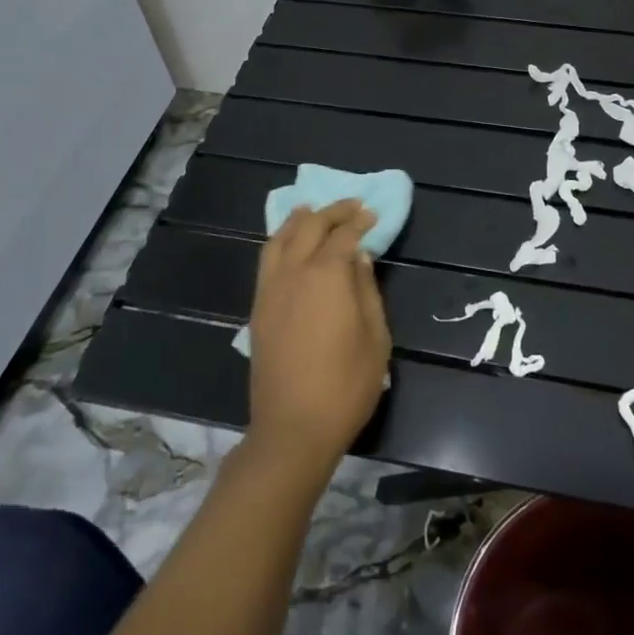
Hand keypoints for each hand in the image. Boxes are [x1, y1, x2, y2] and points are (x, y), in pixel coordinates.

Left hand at [246, 200, 391, 476]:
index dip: (360, 221)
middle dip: (332, 212)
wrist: (293, 427)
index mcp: (327, 276)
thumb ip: (367, 290)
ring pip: (281, 238)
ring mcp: (271, 289)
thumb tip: (359, 257)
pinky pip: (267, 259)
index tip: (372, 214)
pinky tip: (290, 243)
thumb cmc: (346, 385)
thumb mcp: (375, 337)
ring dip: (300, 219)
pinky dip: (280, 241)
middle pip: (310, 226)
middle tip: (351, 207)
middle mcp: (294, 272)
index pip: (344, 235)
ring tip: (313, 210)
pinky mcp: (258, 308)